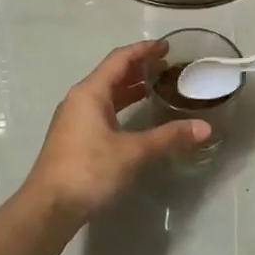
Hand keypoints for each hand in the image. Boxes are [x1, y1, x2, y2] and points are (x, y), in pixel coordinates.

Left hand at [25, 40, 209, 221]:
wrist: (49, 208)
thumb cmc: (88, 170)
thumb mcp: (132, 152)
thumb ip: (168, 137)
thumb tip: (205, 128)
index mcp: (90, 93)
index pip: (120, 59)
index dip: (144, 50)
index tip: (167, 46)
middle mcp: (79, 100)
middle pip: (112, 74)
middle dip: (139, 68)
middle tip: (168, 66)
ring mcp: (75, 120)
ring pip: (107, 95)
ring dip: (130, 89)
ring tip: (158, 88)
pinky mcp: (75, 139)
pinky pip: (102, 111)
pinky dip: (122, 107)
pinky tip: (137, 118)